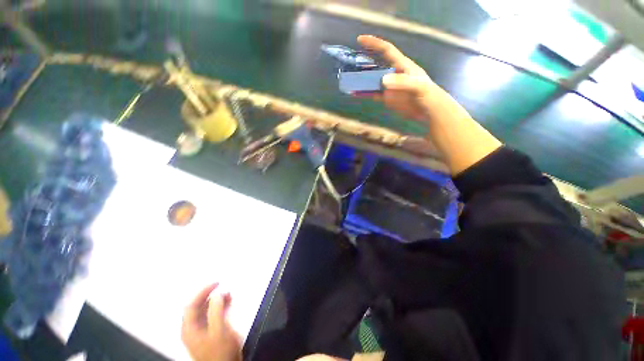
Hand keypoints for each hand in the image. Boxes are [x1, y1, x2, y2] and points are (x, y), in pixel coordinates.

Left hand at [181, 283, 241, 360]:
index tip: (217, 283)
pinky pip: (211, 315)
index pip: (191, 304)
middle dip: (210, 295)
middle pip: (197, 307)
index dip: (202, 291)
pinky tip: (228, 303)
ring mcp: (200, 331)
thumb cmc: (221, 350)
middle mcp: (192, 329)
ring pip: (205, 310)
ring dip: (216, 301)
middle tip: (223, 287)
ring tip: (229, 294)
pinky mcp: (209, 333)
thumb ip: (216, 310)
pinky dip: (219, 307)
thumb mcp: (219, 330)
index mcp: (190, 328)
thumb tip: (217, 294)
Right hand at [356, 35, 445, 121]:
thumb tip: (383, 80)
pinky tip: (356, 93)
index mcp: (402, 65)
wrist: (428, 111)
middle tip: (350, 64)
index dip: (374, 44)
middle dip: (364, 62)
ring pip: (373, 81)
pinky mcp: (387, 98)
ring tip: (349, 80)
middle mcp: (393, 74)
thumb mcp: (417, 86)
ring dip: (362, 80)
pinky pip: (373, 94)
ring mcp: (389, 87)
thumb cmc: (427, 94)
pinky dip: (364, 93)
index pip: (386, 50)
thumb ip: (402, 82)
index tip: (360, 40)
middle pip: (376, 65)